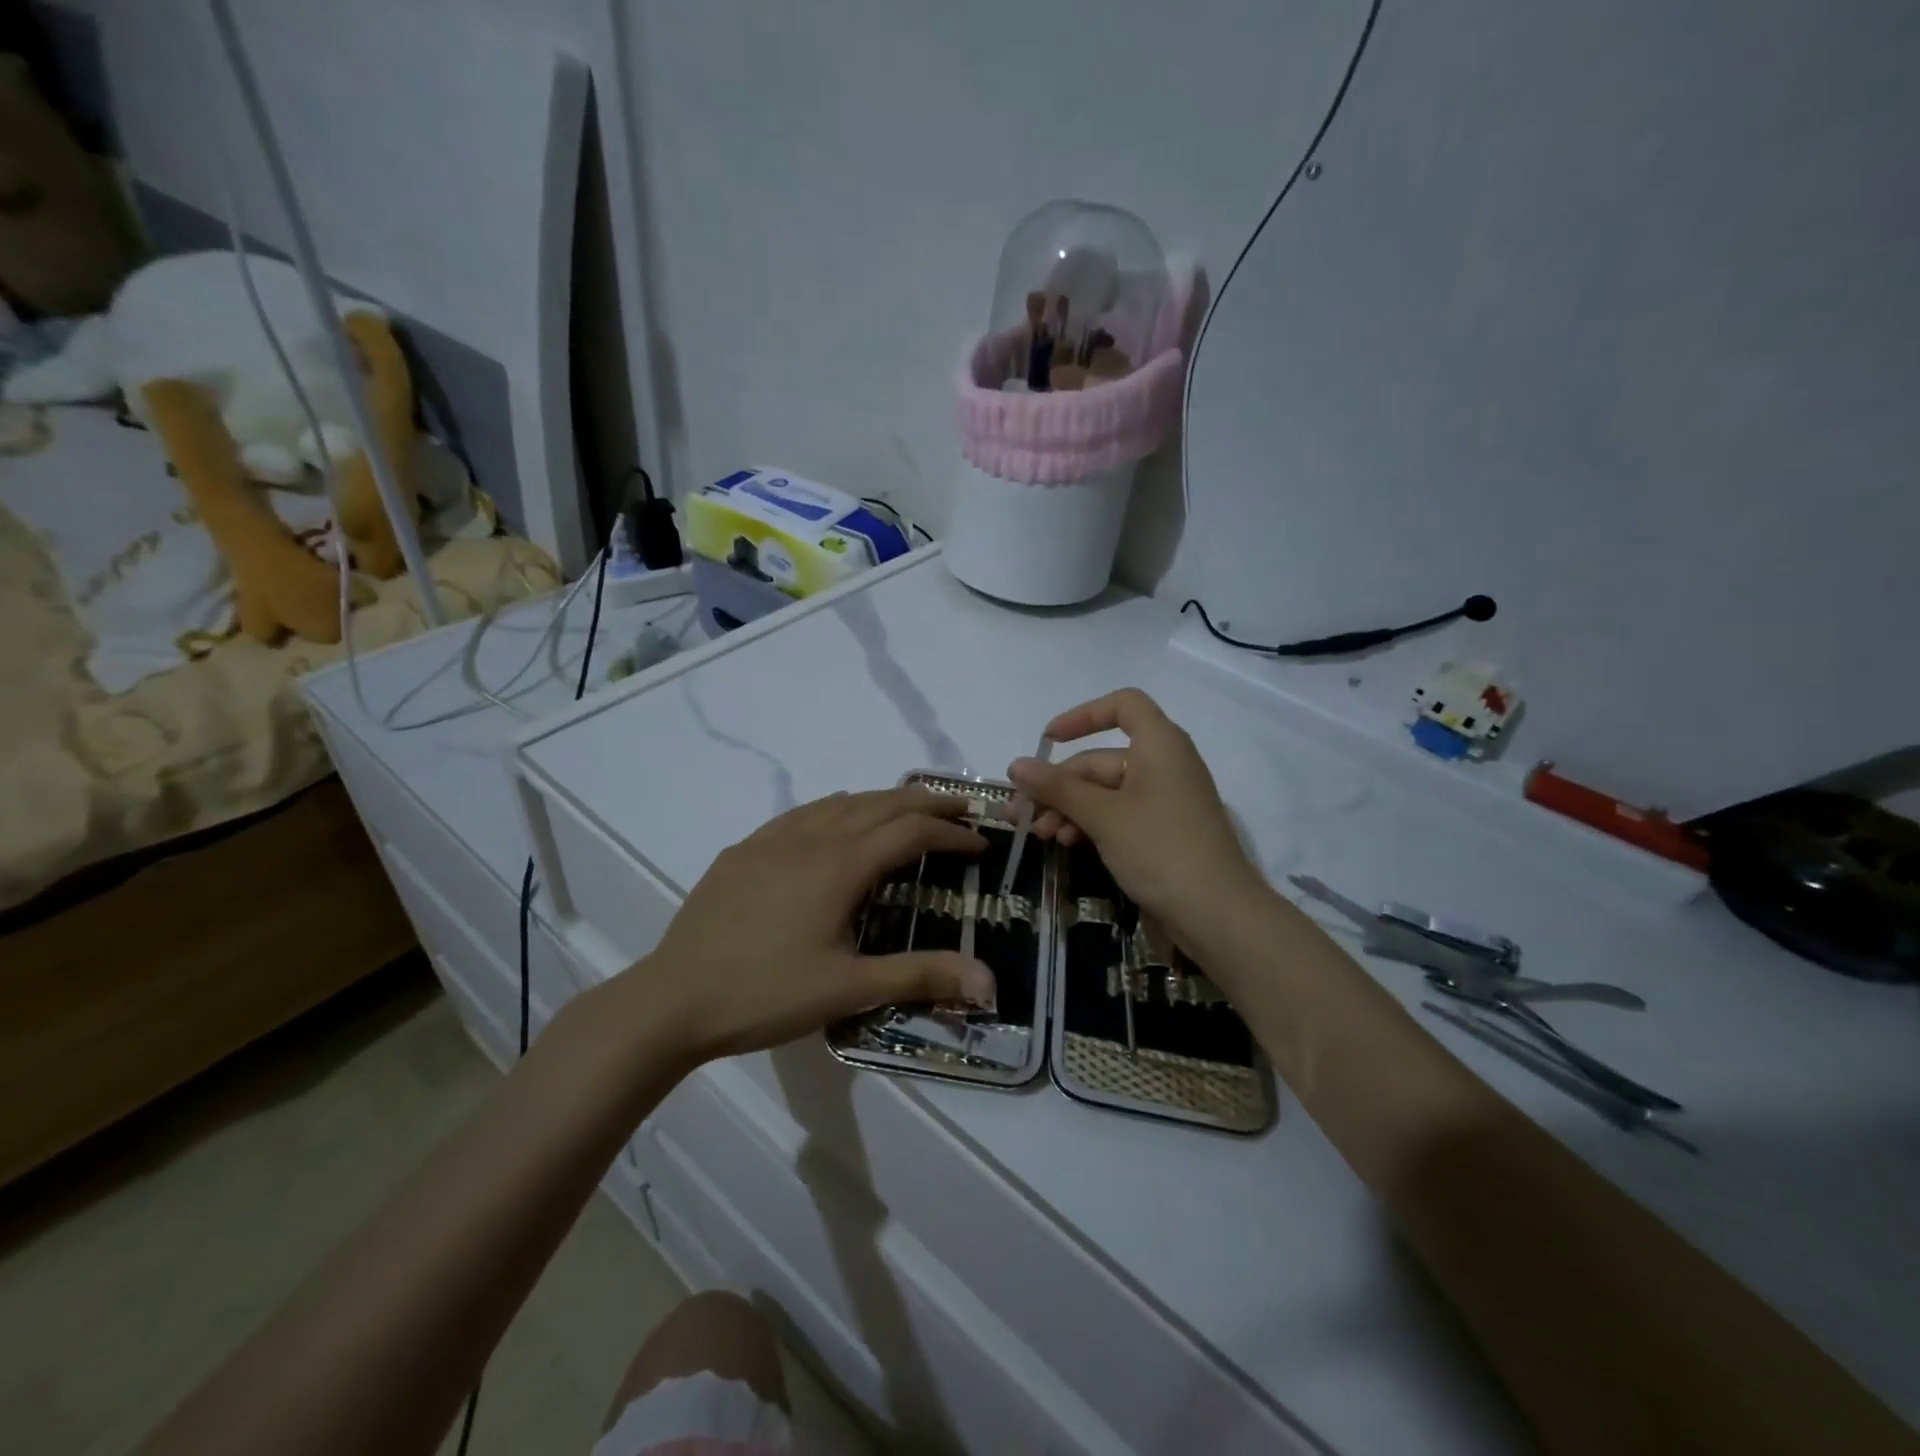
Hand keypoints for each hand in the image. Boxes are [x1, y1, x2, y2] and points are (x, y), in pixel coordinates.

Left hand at [638, 788, 995, 1061]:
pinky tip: (836, 821)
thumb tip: (990, 982)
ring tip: (909, 811)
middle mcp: (811, 837)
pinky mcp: (745, 849)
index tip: (981, 844)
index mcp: (840, 864)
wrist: (674, 999)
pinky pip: (803, 813)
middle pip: (881, 804)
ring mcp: (772, 839)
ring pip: (841, 802)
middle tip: (961, 811)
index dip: (951, 835)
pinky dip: (838, 809)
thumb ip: (921, 976)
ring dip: (883, 802)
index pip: (911, 833)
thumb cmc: (766, 994)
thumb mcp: (849, 989)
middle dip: (927, 804)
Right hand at [1007, 689, 1265, 948]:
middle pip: (1102, 758)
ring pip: (1106, 791)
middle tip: (1023, 812)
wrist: (1217, 914)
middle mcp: (1165, 764)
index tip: (1048, 741)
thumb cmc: (1159, 849)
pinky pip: (1119, 814)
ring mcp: (1165, 800)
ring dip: (1070, 808)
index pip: (1123, 705)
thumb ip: (1057, 788)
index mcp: (1160, 744)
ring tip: (1040, 835)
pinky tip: (1066, 844)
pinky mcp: (1163, 832)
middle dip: (1060, 784)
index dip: (1083, 715)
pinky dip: (1091, 824)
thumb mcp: (1102, 815)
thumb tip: (1016, 765)